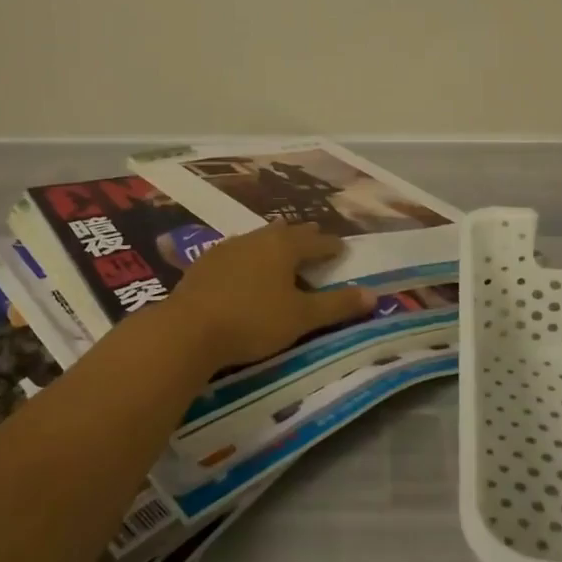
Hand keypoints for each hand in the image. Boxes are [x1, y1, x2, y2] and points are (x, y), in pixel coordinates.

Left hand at [165, 221, 374, 369]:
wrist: (188, 329)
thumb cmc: (253, 321)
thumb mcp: (301, 318)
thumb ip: (337, 306)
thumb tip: (374, 295)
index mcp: (284, 247)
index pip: (316, 241)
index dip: (331, 245)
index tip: (343, 246)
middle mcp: (257, 239)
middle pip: (286, 232)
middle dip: (303, 236)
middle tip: (315, 236)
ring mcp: (228, 248)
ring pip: (259, 238)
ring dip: (274, 242)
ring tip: (280, 246)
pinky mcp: (205, 263)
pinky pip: (236, 251)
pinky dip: (249, 255)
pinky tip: (243, 266)